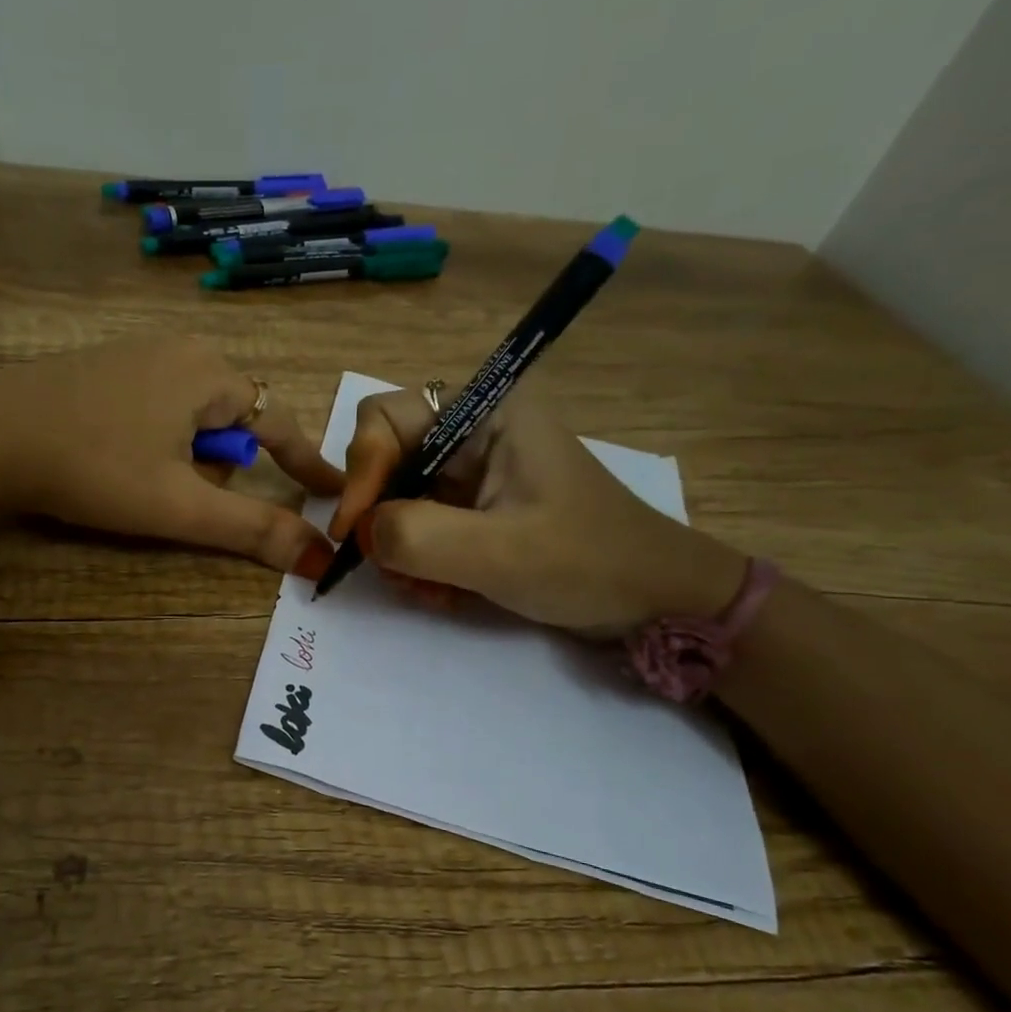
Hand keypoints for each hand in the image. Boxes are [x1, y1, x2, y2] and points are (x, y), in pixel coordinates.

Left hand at [0, 336, 342, 575]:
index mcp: (209, 373)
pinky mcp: (103, 365)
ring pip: (190, 416)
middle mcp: (180, 349)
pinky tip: (113, 457)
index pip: (280, 422)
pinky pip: (155, 405)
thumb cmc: (94, 468)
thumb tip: (319, 557)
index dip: (306, 462)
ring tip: (137, 478)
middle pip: (230, 421)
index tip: (332, 490)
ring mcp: (137, 351)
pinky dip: (154, 439)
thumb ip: (252, 528)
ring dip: (183, 455)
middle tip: (176, 493)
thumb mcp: (179, 505)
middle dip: (217, 464)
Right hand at [330, 385, 746, 634]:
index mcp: (485, 412)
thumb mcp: (499, 552)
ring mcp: (474, 471)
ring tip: (427, 591)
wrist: (656, 599)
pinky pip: (419, 525)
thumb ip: (417, 536)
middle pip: (385, 461)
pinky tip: (442, 593)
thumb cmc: (588, 563)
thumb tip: (362, 533)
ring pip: (397, 499)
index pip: (383, 419)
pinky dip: (419, 561)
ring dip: (399, 550)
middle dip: (380, 520)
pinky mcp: (475, 506)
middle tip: (391, 570)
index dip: (360, 472)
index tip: (355, 532)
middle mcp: (473, 431)